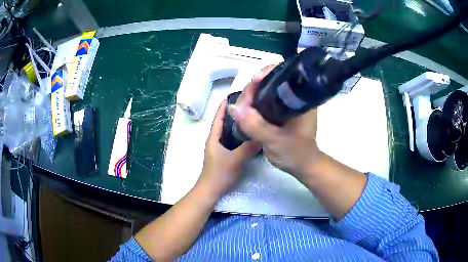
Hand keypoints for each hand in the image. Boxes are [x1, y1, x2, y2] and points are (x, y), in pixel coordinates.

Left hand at [197, 100, 261, 198]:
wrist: (211, 190)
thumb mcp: (234, 160)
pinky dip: (240, 135)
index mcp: (213, 137)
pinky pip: (233, 141)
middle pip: (225, 122)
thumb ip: (248, 148)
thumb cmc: (219, 174)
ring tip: (251, 116)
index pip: (218, 117)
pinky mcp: (225, 155)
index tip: (234, 94)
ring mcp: (220, 148)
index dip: (224, 106)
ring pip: (229, 132)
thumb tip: (262, 136)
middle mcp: (215, 140)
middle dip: (235, 113)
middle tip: (248, 105)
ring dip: (238, 124)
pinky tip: (250, 135)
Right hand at [228, 65, 324, 180]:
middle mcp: (294, 97)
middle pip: (270, 82)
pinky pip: (263, 102)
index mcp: (301, 98)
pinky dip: (252, 105)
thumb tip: (233, 108)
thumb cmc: (295, 153)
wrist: (301, 166)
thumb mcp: (276, 140)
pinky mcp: (279, 112)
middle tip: (242, 104)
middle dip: (253, 89)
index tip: (254, 82)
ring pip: (264, 92)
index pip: (284, 74)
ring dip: (250, 98)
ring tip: (241, 109)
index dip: (268, 73)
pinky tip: (244, 112)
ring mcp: (286, 104)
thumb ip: (256, 125)